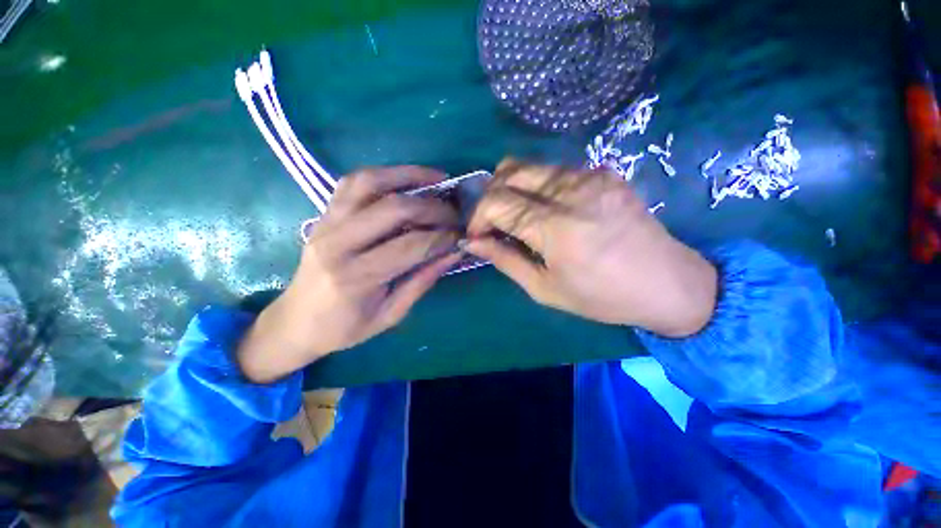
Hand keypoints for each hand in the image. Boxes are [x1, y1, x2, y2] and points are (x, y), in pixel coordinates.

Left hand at [238, 167, 461, 382]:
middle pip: (393, 209)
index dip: (442, 237)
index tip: (461, 235)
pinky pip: (353, 182)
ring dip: (408, 175)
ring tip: (436, 178)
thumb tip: (453, 253)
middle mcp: (338, 243)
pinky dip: (383, 175)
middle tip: (454, 212)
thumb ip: (422, 281)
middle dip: (432, 207)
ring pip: (369, 183)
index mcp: (356, 277)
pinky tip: (404, 179)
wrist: (295, 321)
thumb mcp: (390, 314)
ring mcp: (326, 223)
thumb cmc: (344, 327)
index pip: (410, 246)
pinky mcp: (324, 214)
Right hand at [466, 159, 717, 337]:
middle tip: (492, 222)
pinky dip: (535, 186)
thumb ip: (505, 260)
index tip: (477, 235)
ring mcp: (591, 176)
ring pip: (528, 165)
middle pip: (509, 172)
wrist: (667, 283)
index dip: (478, 217)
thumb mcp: (544, 289)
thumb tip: (473, 243)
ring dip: (511, 188)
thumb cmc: (601, 296)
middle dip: (490, 196)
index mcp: (557, 228)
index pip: (497, 203)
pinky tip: (543, 209)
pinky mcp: (603, 172)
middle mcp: (572, 192)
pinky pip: (553, 170)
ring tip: (515, 215)